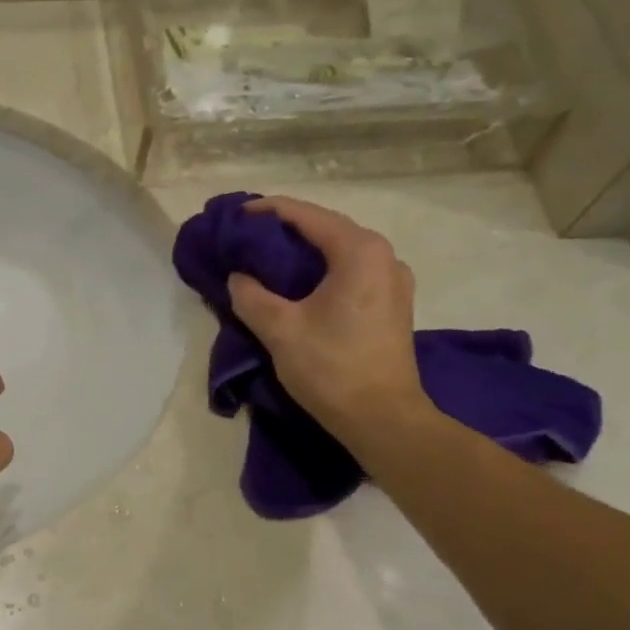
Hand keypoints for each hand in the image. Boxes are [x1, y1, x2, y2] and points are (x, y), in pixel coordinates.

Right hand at [226, 196, 426, 435]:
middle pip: (327, 229)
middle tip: (249, 237)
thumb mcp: (280, 330)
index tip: (237, 215)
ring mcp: (393, 281)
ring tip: (269, 259)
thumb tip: (239, 278)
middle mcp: (384, 256)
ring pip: (341, 252)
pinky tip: (300, 286)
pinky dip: (323, 270)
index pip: (307, 216)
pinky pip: (352, 272)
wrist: (381, 417)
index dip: (268, 211)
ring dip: (306, 251)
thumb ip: (251, 296)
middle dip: (287, 230)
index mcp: (359, 252)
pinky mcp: (392, 305)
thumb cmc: (331, 368)